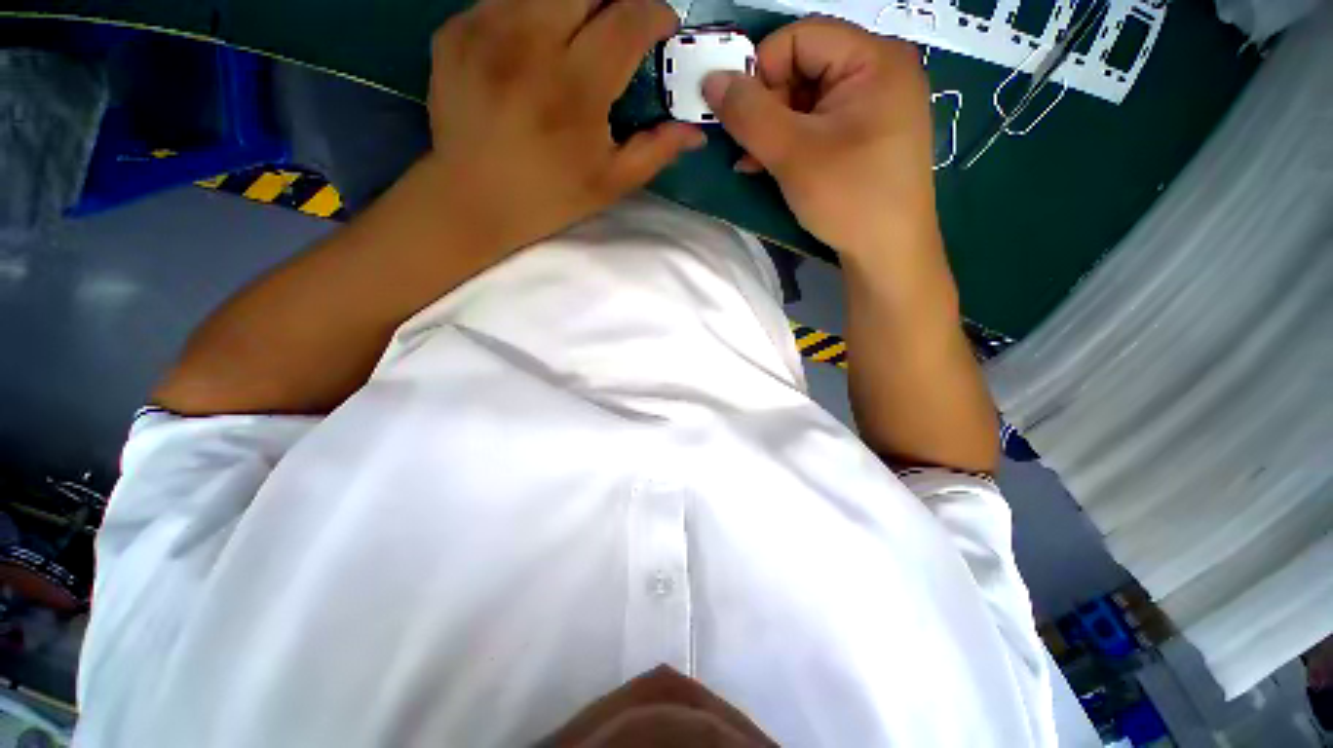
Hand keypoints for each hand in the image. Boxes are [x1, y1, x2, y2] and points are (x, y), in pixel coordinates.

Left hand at [426, 0, 705, 250]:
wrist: (472, 201)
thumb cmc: (549, 197)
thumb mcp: (610, 184)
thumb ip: (656, 151)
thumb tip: (695, 131)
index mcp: (576, 87)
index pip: (628, 19)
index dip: (655, 14)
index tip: (662, 26)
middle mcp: (530, 42)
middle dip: (614, 0)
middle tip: (619, 27)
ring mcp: (485, 28)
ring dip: (572, 5)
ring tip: (576, 37)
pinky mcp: (455, 29)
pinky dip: (530, 13)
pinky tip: (531, 48)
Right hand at [702, 18, 934, 255]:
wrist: (888, 253)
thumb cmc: (848, 198)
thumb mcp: (793, 153)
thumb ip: (749, 113)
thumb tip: (711, 80)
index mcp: (874, 57)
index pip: (799, 37)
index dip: (761, 71)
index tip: (740, 117)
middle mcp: (880, 70)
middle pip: (804, 66)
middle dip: (767, 107)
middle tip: (747, 148)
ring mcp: (876, 104)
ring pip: (807, 99)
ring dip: (773, 129)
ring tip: (754, 163)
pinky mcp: (868, 133)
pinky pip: (820, 122)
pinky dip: (791, 142)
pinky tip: (772, 165)